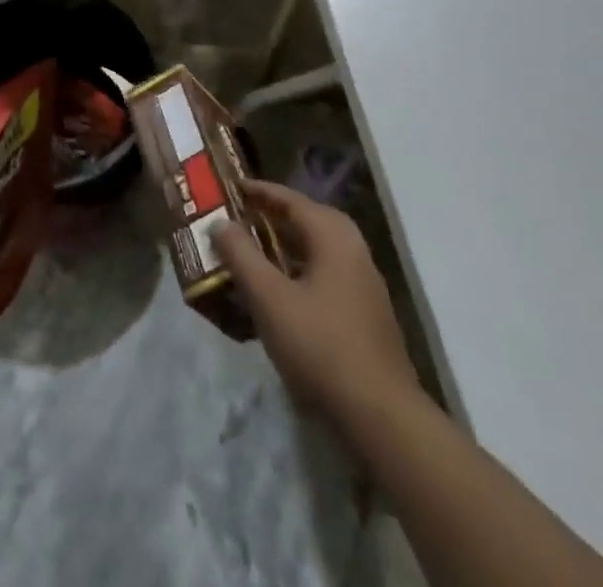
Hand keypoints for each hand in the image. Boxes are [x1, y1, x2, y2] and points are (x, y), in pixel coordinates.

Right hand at [217, 180, 420, 424]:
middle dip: (270, 217)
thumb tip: (221, 223)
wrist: (381, 416)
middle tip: (237, 217)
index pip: (290, 199)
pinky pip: (323, 275)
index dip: (257, 191)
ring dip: (282, 246)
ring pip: (315, 250)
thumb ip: (241, 255)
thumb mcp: (269, 297)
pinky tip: (274, 292)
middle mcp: (353, 250)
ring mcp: (363, 283)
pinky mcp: (364, 313)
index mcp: (333, 236)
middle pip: (305, 221)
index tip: (228, 186)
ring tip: (248, 251)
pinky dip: (296, 271)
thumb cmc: (320, 346)